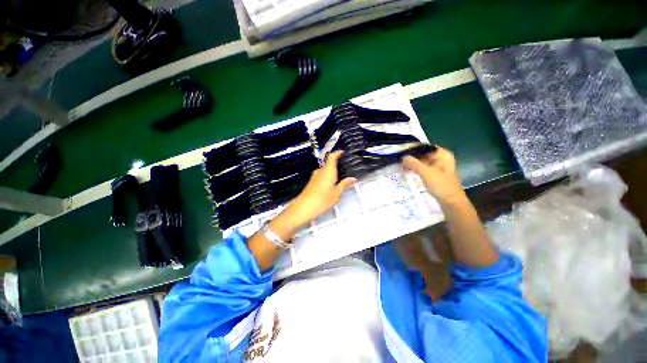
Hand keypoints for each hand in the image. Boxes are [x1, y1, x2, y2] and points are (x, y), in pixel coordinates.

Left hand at [280, 151, 355, 231]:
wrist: (303, 208)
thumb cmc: (321, 200)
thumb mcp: (336, 193)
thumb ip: (344, 184)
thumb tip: (352, 179)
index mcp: (328, 171)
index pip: (332, 156)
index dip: (337, 152)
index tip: (343, 152)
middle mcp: (320, 171)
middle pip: (329, 163)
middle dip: (337, 165)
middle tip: (346, 170)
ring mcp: (315, 176)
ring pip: (325, 170)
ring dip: (332, 172)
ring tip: (340, 179)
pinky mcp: (312, 182)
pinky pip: (322, 176)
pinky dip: (328, 177)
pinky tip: (331, 186)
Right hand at [402, 147, 466, 205]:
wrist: (452, 202)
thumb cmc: (441, 185)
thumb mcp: (426, 172)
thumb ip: (413, 163)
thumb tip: (402, 156)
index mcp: (442, 154)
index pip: (424, 147)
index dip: (412, 148)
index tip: (400, 151)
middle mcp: (441, 158)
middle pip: (423, 154)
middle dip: (411, 156)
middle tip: (398, 158)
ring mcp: (438, 167)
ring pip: (422, 161)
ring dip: (412, 163)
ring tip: (400, 164)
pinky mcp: (434, 175)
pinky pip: (422, 168)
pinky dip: (415, 169)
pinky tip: (406, 170)